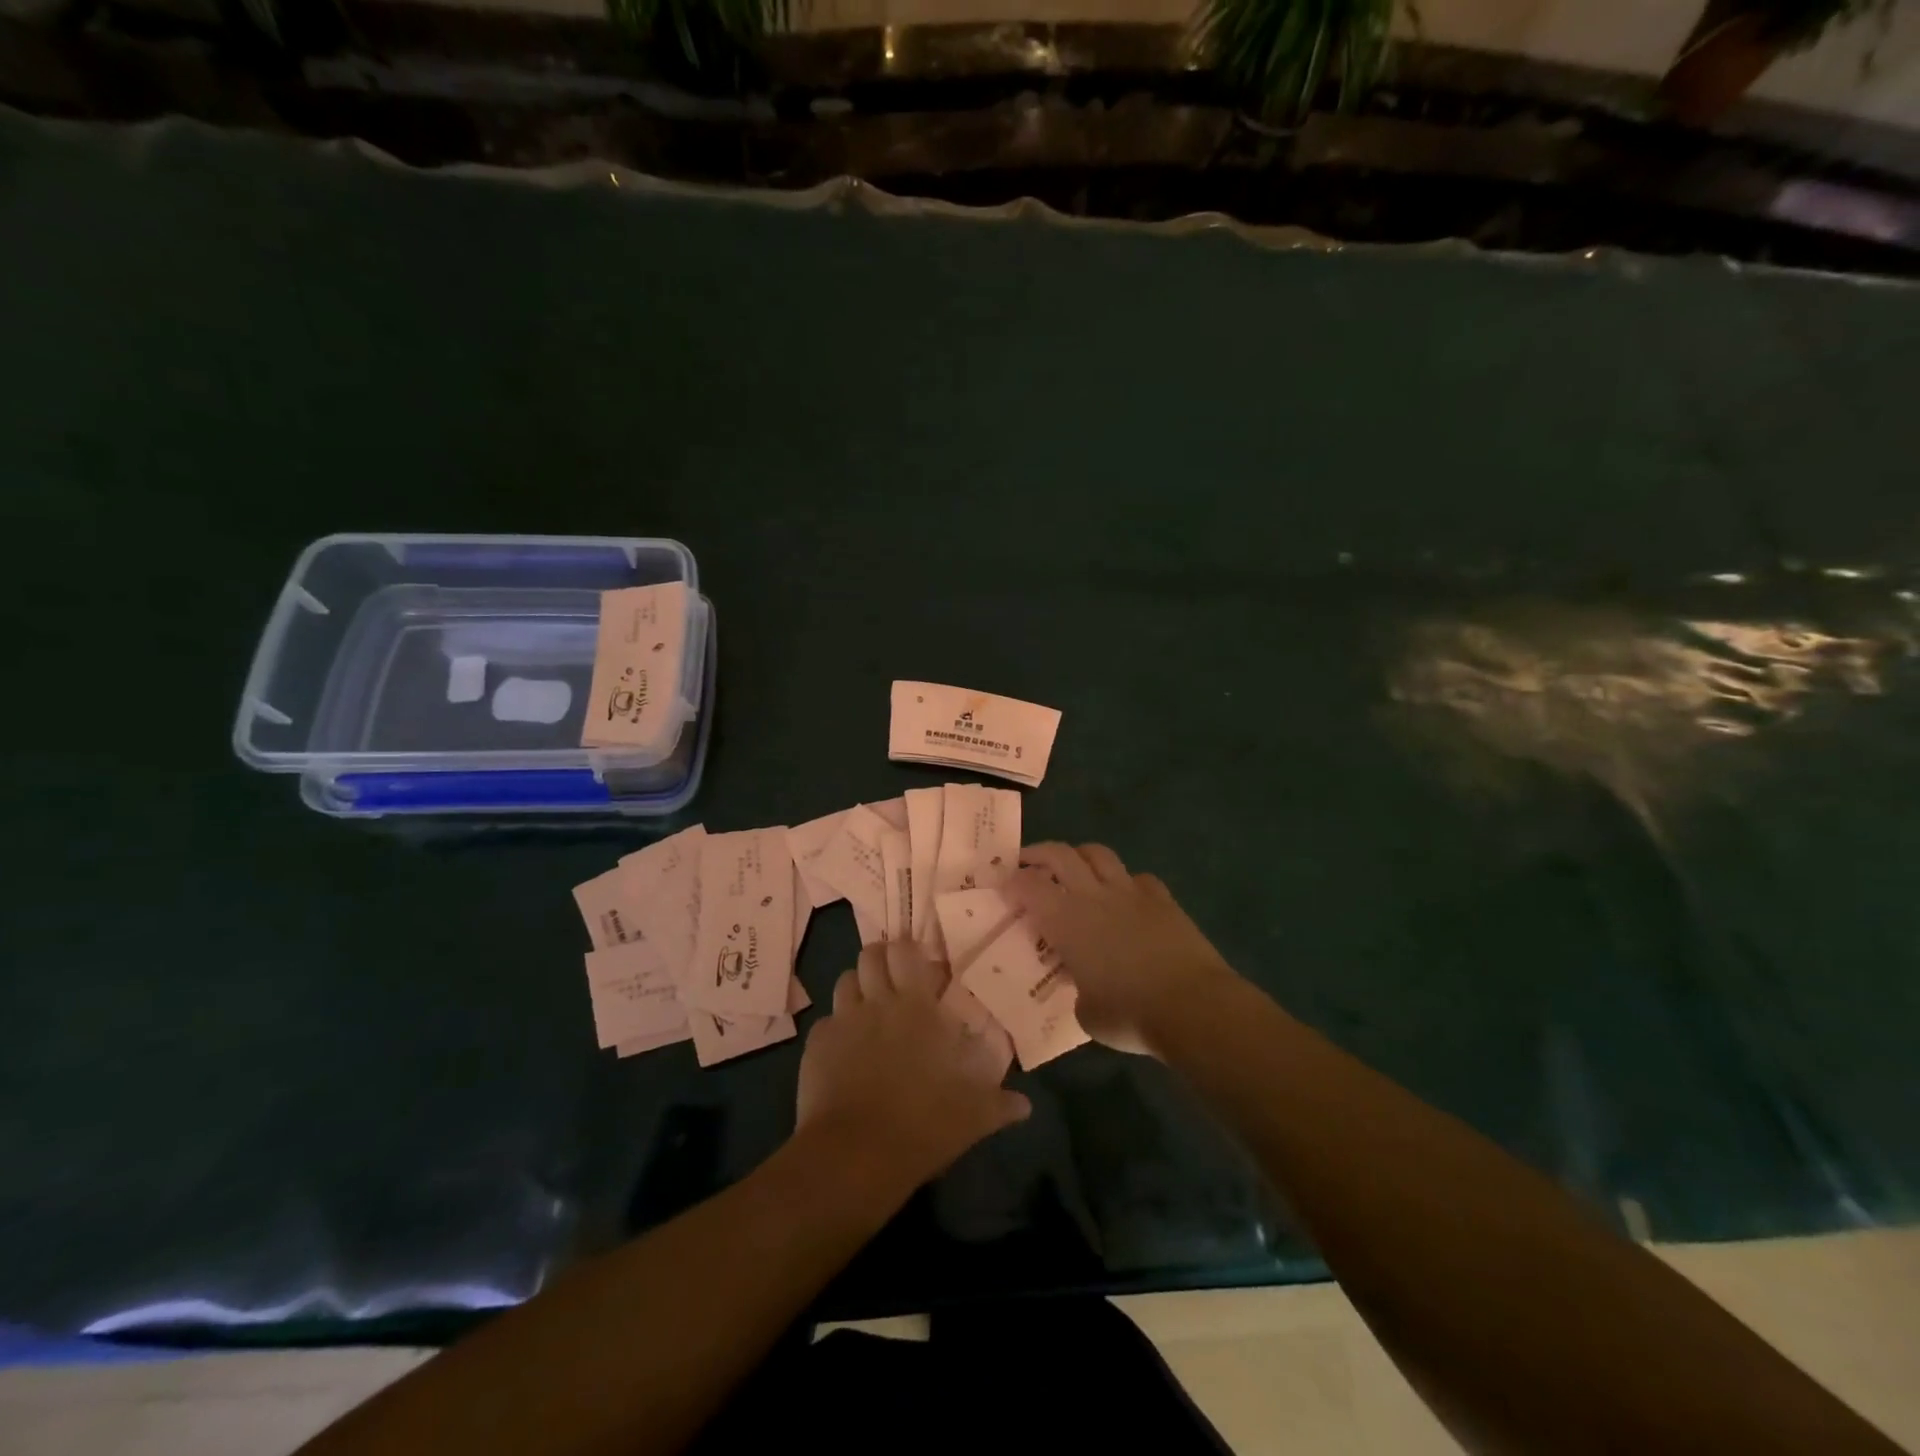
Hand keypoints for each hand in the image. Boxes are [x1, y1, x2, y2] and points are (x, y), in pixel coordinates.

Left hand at [796, 942, 1030, 1190]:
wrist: (856, 1155)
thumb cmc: (923, 1124)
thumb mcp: (973, 1117)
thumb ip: (1000, 1104)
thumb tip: (1026, 1105)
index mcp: (916, 1007)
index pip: (905, 952)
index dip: (907, 950)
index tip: (916, 961)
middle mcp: (877, 1002)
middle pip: (870, 955)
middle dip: (879, 958)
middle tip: (890, 977)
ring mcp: (843, 1021)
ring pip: (844, 981)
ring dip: (856, 986)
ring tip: (866, 1006)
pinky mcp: (815, 1045)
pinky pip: (825, 1022)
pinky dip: (834, 1028)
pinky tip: (843, 1050)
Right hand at [1005, 843, 1238, 1056]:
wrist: (1193, 1006)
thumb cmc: (1129, 1014)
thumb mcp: (1086, 1013)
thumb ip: (1078, 991)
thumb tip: (1084, 988)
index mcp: (1066, 921)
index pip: (1028, 886)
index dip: (1012, 882)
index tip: (1004, 886)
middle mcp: (1094, 896)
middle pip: (1061, 854)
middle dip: (1039, 853)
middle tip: (1028, 861)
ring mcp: (1131, 892)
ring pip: (1099, 854)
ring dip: (1080, 856)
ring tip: (1075, 868)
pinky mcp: (1163, 899)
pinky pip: (1139, 878)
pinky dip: (1126, 882)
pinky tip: (1126, 897)